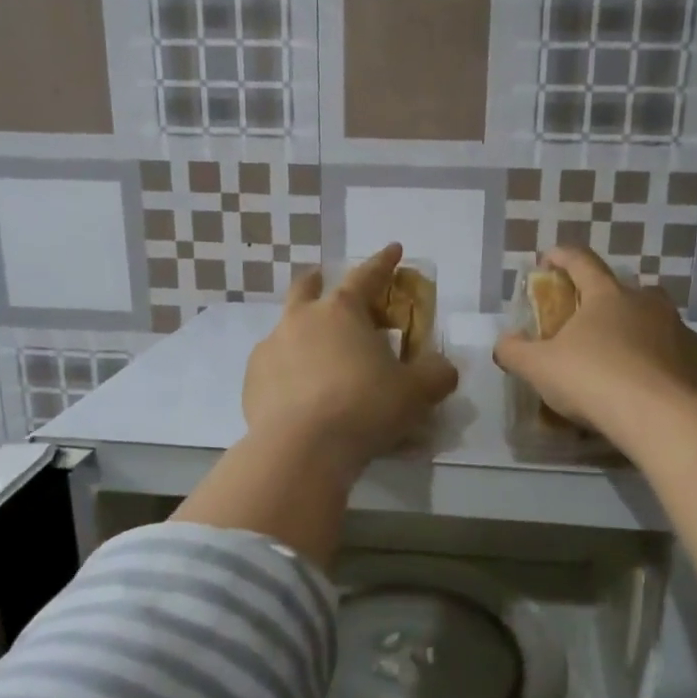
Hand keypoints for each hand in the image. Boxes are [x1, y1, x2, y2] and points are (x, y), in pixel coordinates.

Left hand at [244, 244, 458, 474]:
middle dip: (317, 281)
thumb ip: (436, 375)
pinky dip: (286, 371)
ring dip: (300, 331)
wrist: (302, 448)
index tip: (393, 249)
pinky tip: (297, 393)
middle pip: (306, 288)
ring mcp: (271, 348)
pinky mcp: (252, 380)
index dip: (383, 262)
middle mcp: (301, 320)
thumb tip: (444, 368)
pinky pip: (273, 366)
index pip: (367, 275)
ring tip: (315, 355)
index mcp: (342, 311)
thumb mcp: (416, 393)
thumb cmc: (365, 407)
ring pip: (285, 328)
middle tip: (323, 281)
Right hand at [493, 246, 696, 448]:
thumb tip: (504, 342)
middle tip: (588, 321)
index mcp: (607, 296)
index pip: (581, 262)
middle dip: (605, 298)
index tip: (548, 259)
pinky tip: (645, 385)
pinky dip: (657, 361)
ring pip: (653, 320)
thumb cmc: (594, 380)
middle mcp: (647, 304)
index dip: (562, 257)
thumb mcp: (539, 368)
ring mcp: (678, 330)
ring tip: (618, 358)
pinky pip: (672, 353)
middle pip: (624, 289)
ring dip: (635, 330)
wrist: (663, 419)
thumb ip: (515, 351)